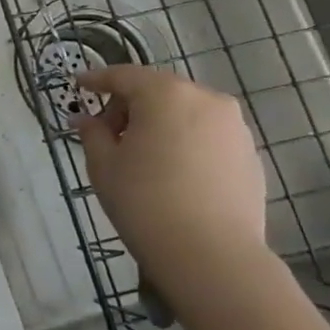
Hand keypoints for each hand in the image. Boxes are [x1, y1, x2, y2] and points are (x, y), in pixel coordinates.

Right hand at [74, 66, 271, 312]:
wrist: (210, 253)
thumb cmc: (144, 200)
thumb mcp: (103, 164)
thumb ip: (92, 133)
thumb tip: (86, 120)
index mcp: (166, 95)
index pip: (124, 75)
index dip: (97, 79)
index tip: (79, 85)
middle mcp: (206, 100)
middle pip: (159, 90)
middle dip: (130, 104)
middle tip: (106, 131)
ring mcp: (234, 127)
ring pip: (186, 111)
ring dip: (159, 122)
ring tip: (139, 153)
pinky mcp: (249, 154)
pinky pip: (207, 134)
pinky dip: (184, 140)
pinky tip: (170, 170)